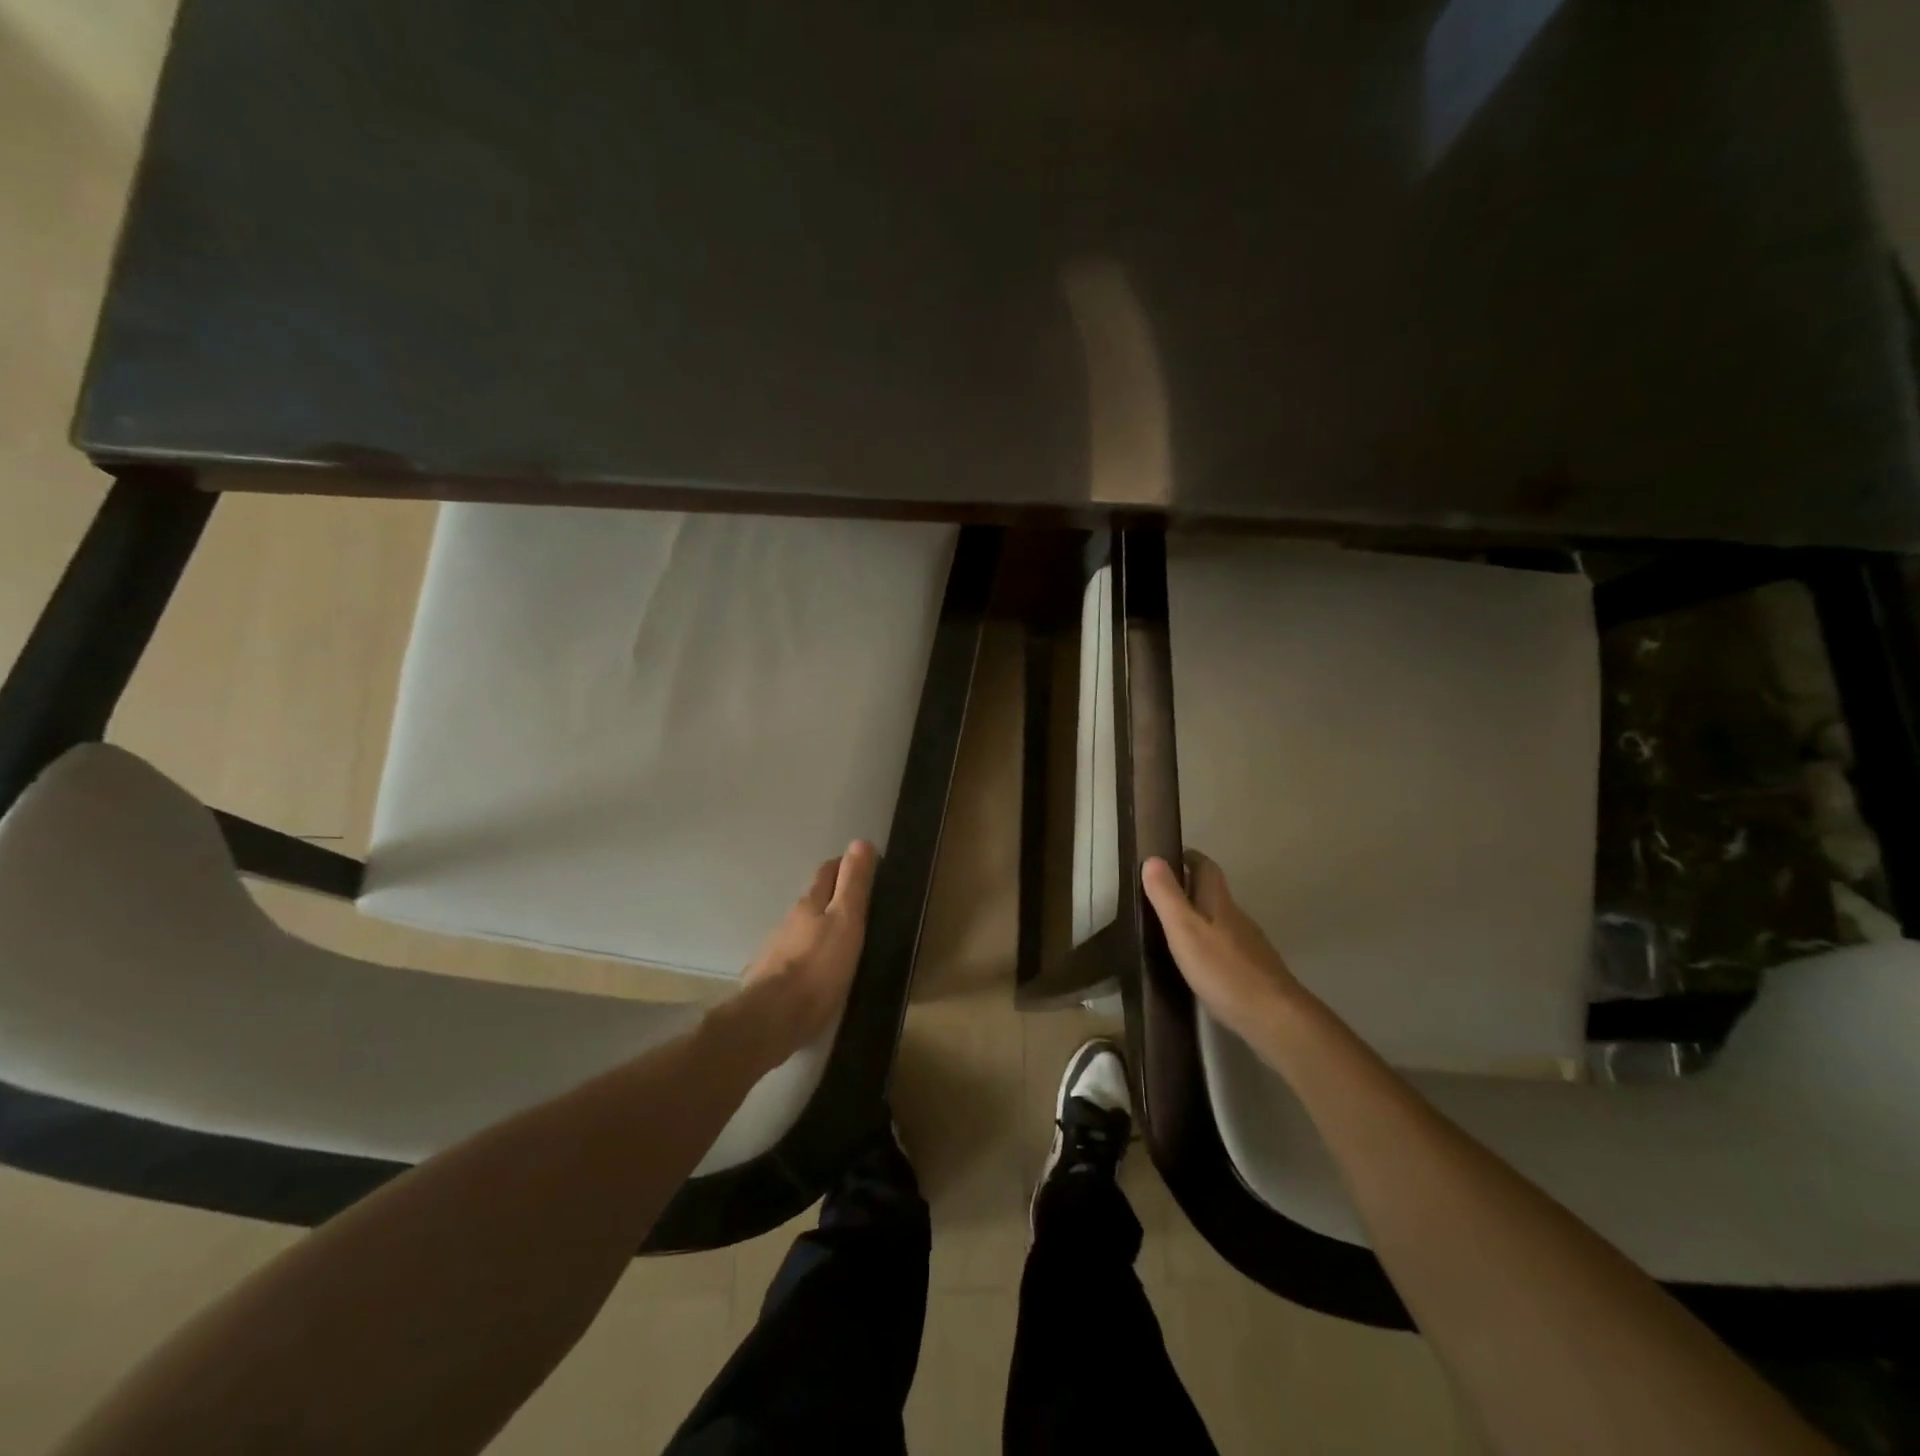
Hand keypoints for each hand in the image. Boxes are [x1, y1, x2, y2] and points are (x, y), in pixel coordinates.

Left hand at [733, 842, 877, 1063]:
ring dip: (819, 927)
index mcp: (810, 903)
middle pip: (814, 899)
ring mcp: (776, 949)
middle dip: (832, 894)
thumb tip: (860, 842)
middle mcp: (790, 920)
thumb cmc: (818, 968)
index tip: (865, 868)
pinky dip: (808, 954)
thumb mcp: (846, 922)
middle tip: (858, 903)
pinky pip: (794, 956)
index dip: (846, 865)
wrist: (771, 1019)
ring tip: (841, 939)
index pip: (828, 872)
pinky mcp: (771, 977)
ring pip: (802, 928)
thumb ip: (854, 884)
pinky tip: (817, 969)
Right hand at [1141, 850, 1307, 1044]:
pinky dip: (1211, 945)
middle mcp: (1237, 917)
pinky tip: (1199, 963)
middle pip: (1214, 893)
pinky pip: (1228, 947)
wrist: (1273, 1016)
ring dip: (1200, 918)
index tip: (1168, 857)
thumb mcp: (1184, 929)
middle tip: (1161, 896)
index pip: (1206, 867)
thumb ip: (1166, 895)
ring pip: (1221, 920)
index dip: (1189, 857)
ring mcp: (1249, 944)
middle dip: (1190, 888)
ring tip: (1174, 930)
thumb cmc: (1222, 969)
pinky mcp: (1254, 970)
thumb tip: (1153, 858)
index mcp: (1218, 902)